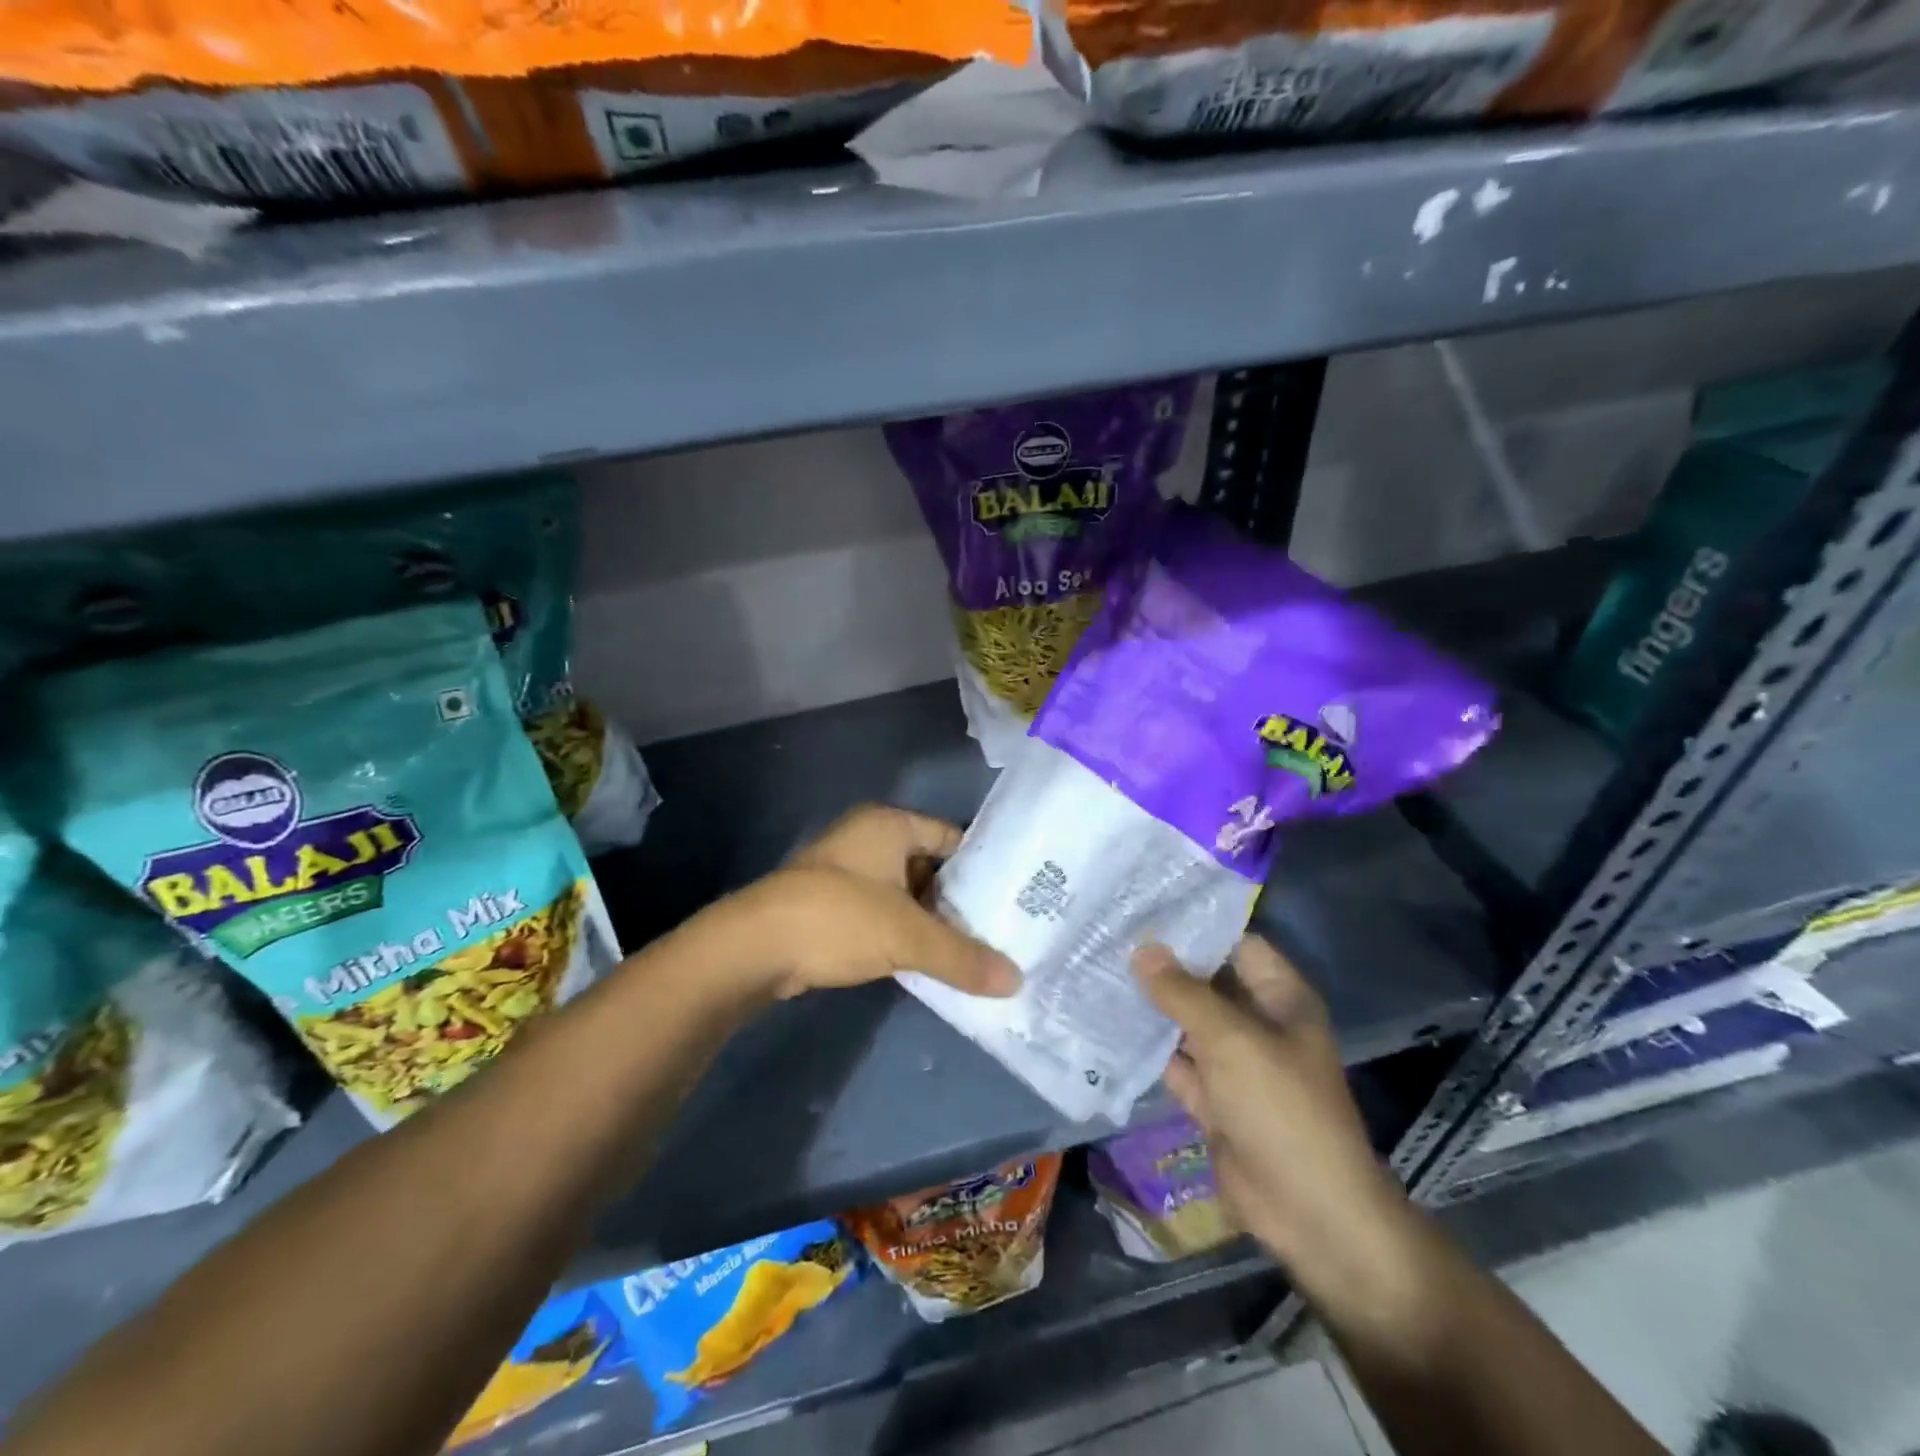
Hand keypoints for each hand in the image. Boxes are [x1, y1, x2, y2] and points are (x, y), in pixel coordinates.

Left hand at [716, 804, 1020, 1001]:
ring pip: (904, 893)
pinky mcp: (830, 904)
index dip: (982, 866)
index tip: (1012, 897)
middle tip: (998, 931)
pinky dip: (903, 934)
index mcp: (889, 824)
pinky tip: (928, 962)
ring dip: (930, 921)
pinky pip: (881, 913)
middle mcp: (868, 839)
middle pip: (929, 866)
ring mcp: (846, 871)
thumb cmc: (839, 919)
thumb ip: (963, 957)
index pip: (951, 836)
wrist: (753, 948)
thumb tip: (1016, 981)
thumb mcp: (908, 937)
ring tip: (972, 952)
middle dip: (958, 900)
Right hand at [1136, 937, 1417, 1306]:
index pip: (1234, 942)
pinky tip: (1106, 1023)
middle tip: (1106, 933)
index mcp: (1279, 997)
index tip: (1142, 904)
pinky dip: (1148, 1048)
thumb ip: (1184, 993)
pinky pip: (1175, 1061)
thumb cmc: (1282, 1109)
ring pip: (1186, 1021)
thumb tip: (1142, 949)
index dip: (1193, 924)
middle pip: (1205, 981)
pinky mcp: (1213, 1098)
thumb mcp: (1232, 1041)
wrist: (1310, 1214)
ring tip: (1097, 968)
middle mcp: (1257, 1022)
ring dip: (1150, 1004)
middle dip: (1162, 963)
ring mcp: (1233, 1062)